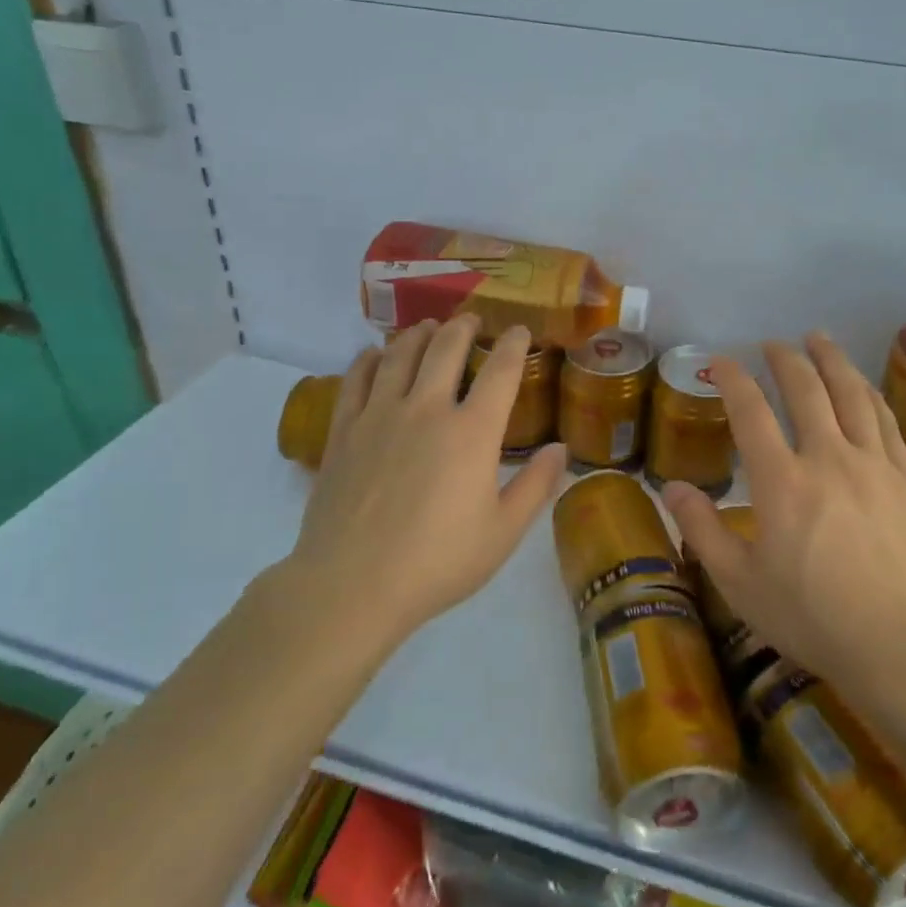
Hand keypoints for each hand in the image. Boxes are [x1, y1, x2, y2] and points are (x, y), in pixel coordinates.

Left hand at [289, 314, 564, 640]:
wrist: (352, 585)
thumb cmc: (438, 562)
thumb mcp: (503, 532)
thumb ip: (536, 486)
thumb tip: (561, 449)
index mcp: (472, 432)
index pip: (500, 371)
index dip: (513, 344)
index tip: (519, 331)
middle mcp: (427, 409)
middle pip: (446, 348)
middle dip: (463, 328)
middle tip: (471, 321)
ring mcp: (380, 415)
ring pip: (400, 354)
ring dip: (418, 334)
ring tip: (427, 327)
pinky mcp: (344, 430)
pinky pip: (356, 379)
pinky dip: (369, 358)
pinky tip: (374, 354)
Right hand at [662, 333, 905, 704]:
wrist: (904, 644)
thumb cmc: (813, 618)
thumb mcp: (741, 584)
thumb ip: (703, 531)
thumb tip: (672, 488)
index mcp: (782, 482)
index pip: (751, 412)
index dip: (733, 379)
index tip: (720, 361)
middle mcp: (828, 459)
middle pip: (806, 390)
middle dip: (785, 359)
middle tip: (772, 343)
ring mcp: (873, 465)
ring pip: (852, 395)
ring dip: (832, 361)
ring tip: (819, 339)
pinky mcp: (905, 480)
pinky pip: (886, 421)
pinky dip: (869, 394)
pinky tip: (863, 386)